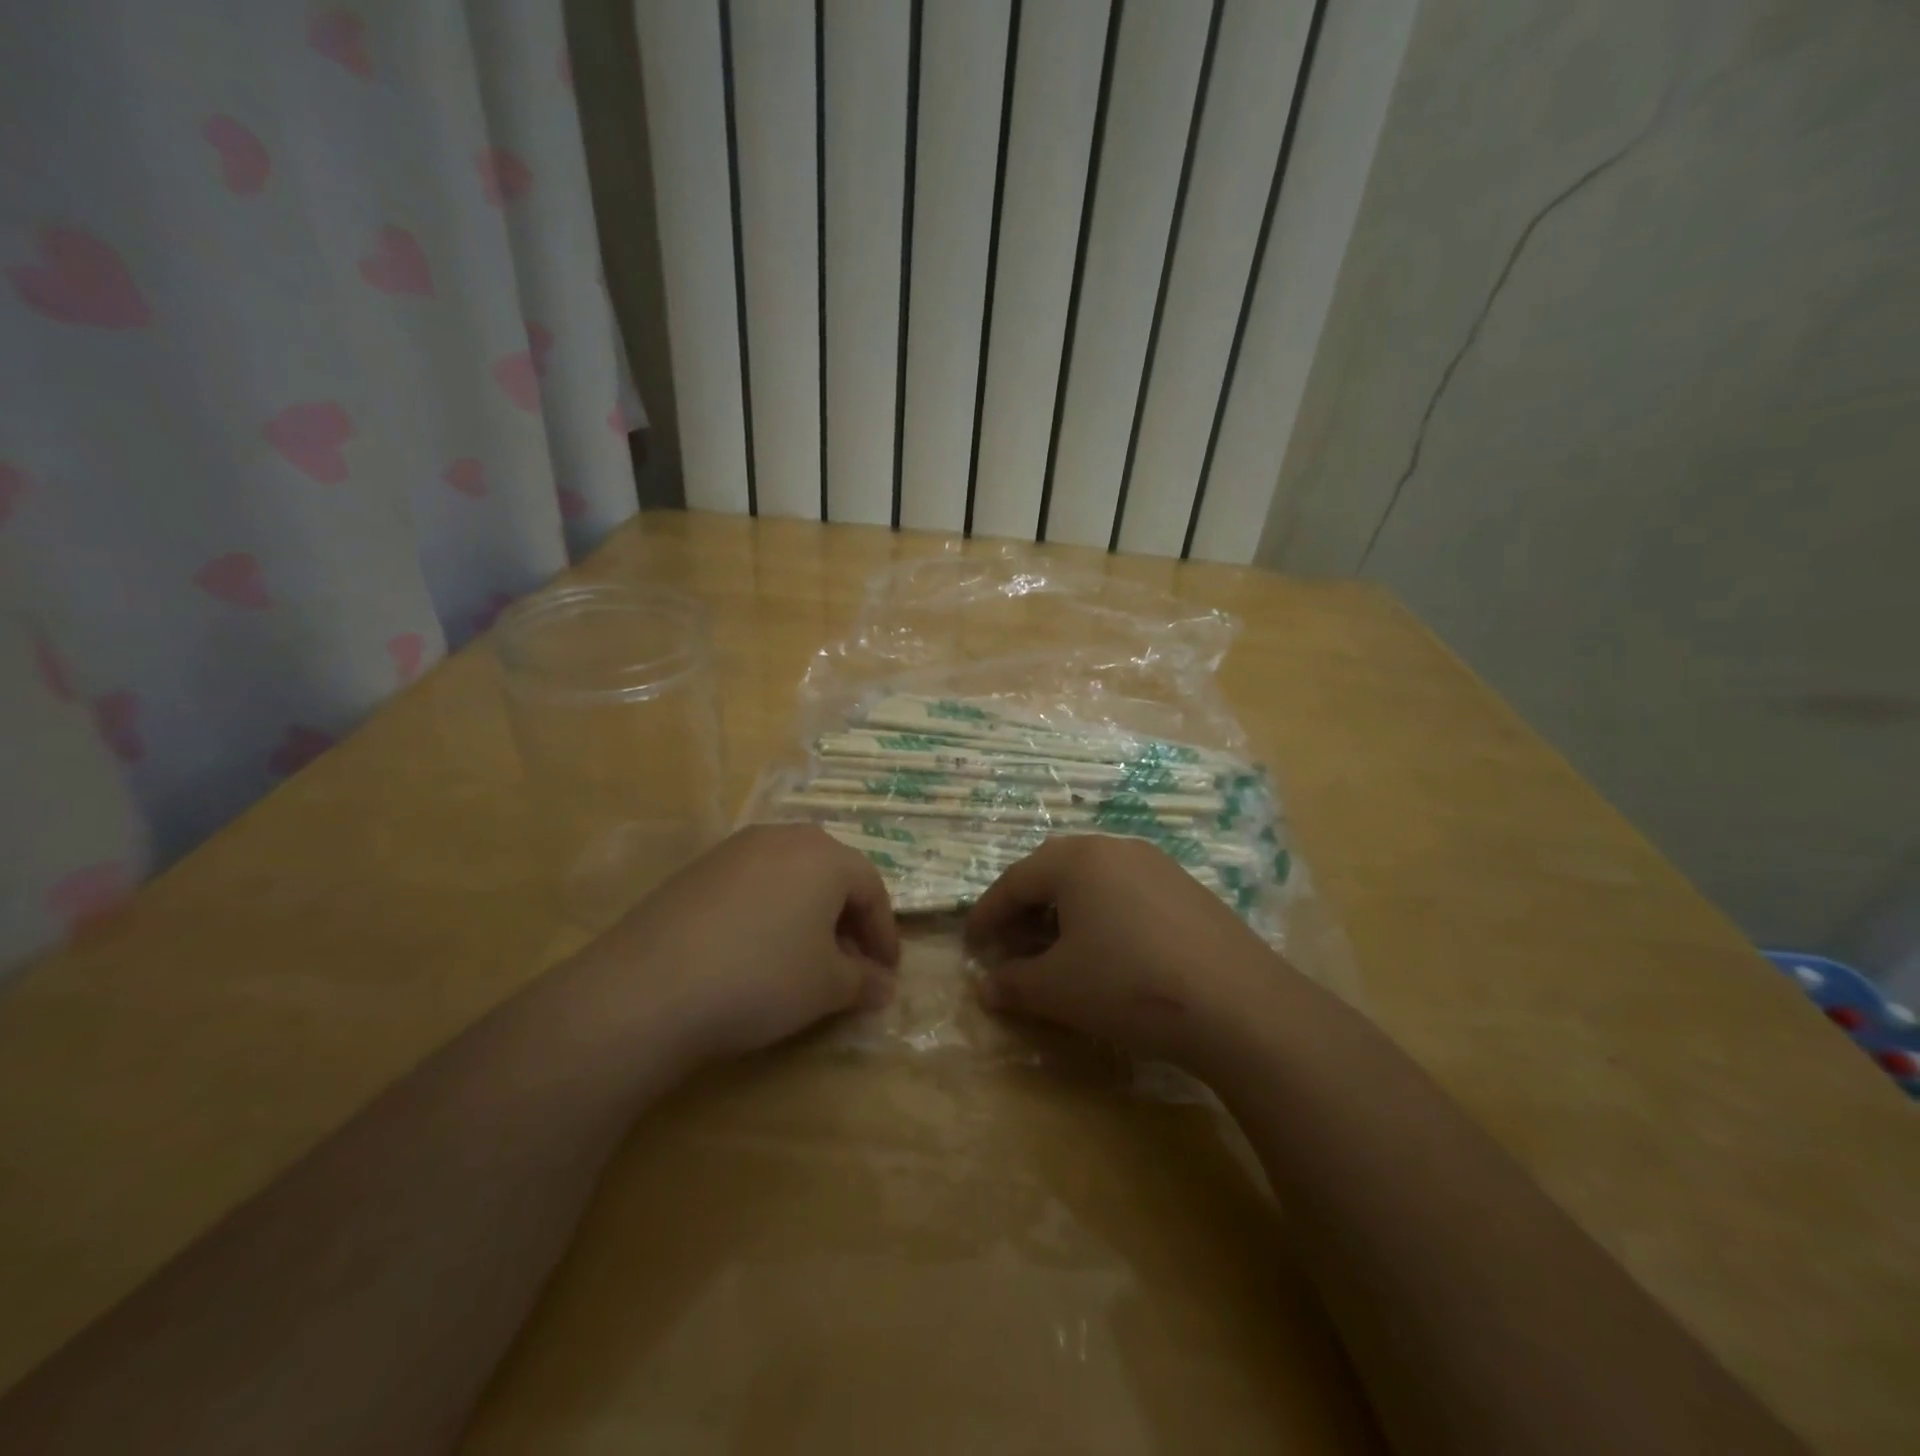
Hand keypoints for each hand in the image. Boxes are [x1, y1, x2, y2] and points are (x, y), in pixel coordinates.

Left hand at [581, 824, 899, 1066]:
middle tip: (850, 965)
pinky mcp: (697, 870)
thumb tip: (883, 985)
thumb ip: (863, 981)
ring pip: (790, 878)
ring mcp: (734, 850)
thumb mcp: (827, 987)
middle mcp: (783, 838)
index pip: (872, 890)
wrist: (650, 988)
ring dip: (807, 916)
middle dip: (847, 921)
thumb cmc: (762, 978)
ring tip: (804, 960)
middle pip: (831, 876)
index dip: (884, 935)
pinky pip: (752, 886)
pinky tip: (755, 953)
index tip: (887, 974)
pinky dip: (768, 914)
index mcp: (824, 855)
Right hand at [965, 834, 1294, 1068]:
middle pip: (1054, 873)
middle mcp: (1116, 848)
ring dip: (1065, 913)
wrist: (1238, 1005)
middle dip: (1026, 910)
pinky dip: (1104, 917)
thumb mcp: (1057, 989)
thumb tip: (984, 986)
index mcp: (1076, 860)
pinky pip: (1128, 894)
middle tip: (1013, 947)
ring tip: (1059, 952)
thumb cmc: (1128, 985)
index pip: (1015, 881)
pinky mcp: (1189, 890)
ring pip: (1094, 882)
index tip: (971, 944)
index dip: (987, 914)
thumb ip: (1012, 984)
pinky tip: (1111, 953)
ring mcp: (1158, 866)